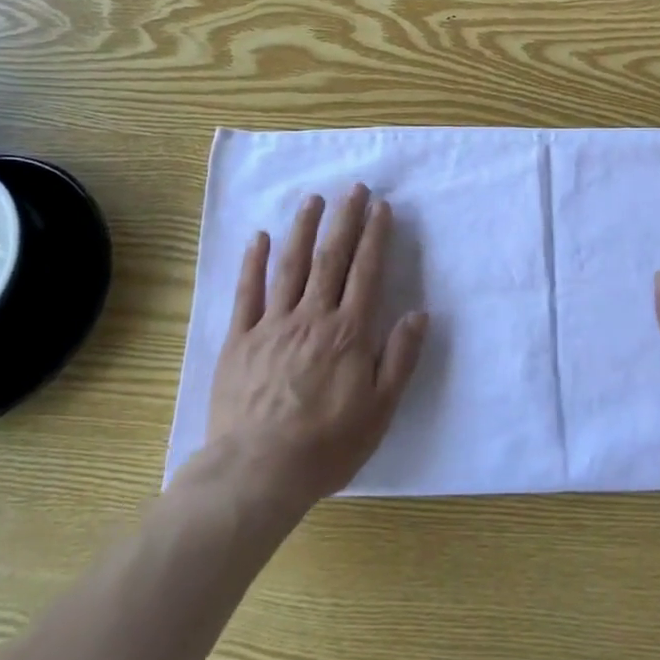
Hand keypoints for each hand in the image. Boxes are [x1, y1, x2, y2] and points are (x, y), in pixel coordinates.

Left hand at [205, 184, 427, 508]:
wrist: (258, 472)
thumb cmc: (327, 445)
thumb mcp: (380, 410)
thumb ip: (400, 358)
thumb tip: (419, 314)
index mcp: (348, 332)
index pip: (365, 272)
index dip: (375, 236)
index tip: (381, 206)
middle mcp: (311, 317)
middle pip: (330, 258)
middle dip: (344, 220)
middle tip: (353, 188)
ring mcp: (271, 325)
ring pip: (290, 266)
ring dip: (303, 229)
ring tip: (313, 199)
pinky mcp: (239, 340)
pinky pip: (246, 293)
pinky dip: (253, 262)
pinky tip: (260, 237)